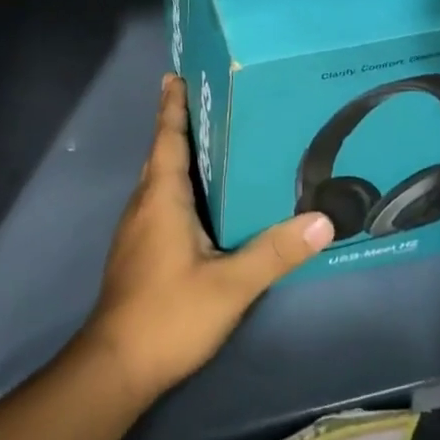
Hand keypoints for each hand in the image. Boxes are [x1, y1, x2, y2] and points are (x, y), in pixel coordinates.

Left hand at [81, 75, 333, 404]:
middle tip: (206, 99)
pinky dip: (175, 185)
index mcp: (161, 197)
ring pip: (157, 178)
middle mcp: (144, 203)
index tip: (176, 74)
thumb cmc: (169, 314)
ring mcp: (136, 228)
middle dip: (178, 123)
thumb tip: (323, 220)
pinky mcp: (137, 250)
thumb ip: (274, 252)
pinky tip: (198, 201)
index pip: (167, 137)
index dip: (172, 105)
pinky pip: (157, 200)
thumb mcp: (230, 285)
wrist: (116, 365)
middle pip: (161, 152)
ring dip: (176, 154)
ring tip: (208, 142)